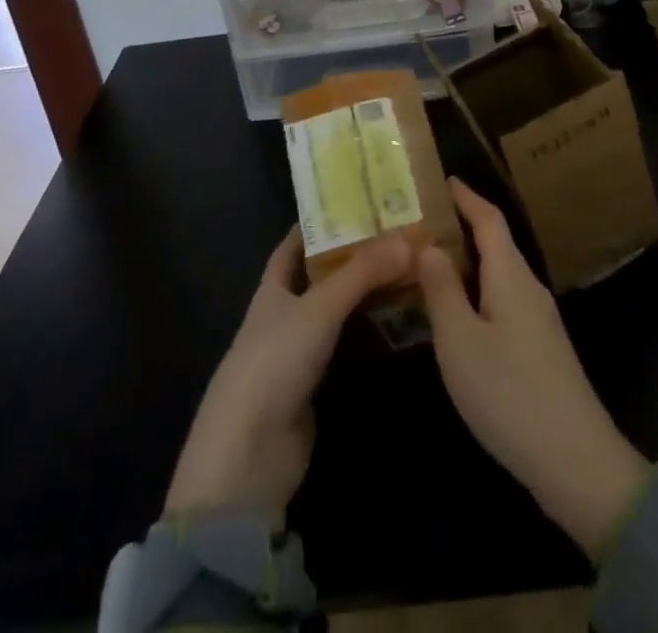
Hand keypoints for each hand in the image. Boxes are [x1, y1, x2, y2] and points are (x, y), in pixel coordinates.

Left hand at [165, 228, 411, 524]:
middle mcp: (283, 315)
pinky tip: (398, 325)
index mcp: (273, 289)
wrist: (249, 455)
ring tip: (407, 273)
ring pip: (336, 314)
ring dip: (365, 297)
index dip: (320, 223)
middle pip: (321, 278)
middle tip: (398, 237)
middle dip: (354, 258)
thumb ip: (362, 273)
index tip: (357, 203)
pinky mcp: (313, 388)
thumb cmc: (275, 362)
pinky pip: (345, 348)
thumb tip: (409, 239)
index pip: (294, 245)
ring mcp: (297, 353)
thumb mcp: (319, 308)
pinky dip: (368, 335)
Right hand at [416, 179, 649, 561]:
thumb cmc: (509, 392)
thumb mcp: (460, 340)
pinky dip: (478, 292)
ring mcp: (539, 320)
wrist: (575, 461)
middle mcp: (529, 288)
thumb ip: (442, 290)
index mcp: (510, 275)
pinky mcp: (541, 349)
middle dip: (462, 228)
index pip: (489, 219)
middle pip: (496, 244)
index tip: (443, 180)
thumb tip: (427, 245)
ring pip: (499, 275)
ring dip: (469, 263)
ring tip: (431, 264)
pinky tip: (459, 314)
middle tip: (422, 223)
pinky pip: (504, 301)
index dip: (466, 197)